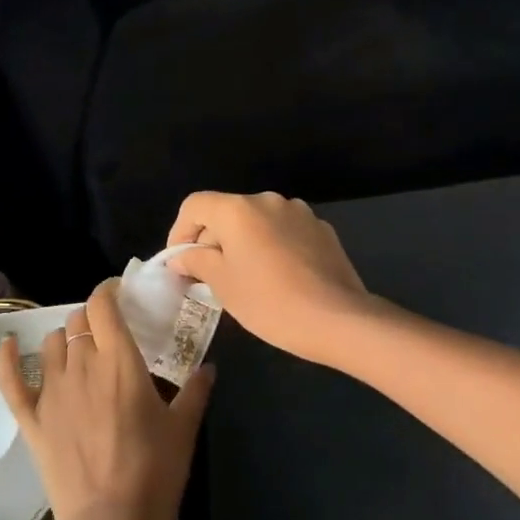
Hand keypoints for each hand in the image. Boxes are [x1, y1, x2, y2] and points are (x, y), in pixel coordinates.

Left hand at [0, 280, 213, 519]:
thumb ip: (195, 392)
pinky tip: (9, 345)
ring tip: (78, 352)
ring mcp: (51, 391)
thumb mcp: (183, 431)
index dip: (108, 291)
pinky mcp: (31, 419)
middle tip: (108, 334)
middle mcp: (81, 365)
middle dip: (92, 319)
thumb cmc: (153, 475)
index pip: (103, 305)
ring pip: (51, 344)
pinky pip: (11, 379)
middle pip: (78, 321)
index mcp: (120, 361)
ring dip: (65, 339)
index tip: (119, 294)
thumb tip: (209, 367)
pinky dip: (8, 358)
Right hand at [164, 191, 373, 366]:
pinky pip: (283, 231)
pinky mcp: (321, 229)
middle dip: (212, 240)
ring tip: (245, 277)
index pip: (195, 205)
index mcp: (237, 209)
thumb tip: (181, 256)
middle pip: (226, 212)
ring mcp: (298, 212)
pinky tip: (278, 277)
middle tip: (208, 277)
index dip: (180, 231)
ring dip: (243, 242)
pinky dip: (271, 246)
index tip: (181, 262)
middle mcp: (267, 200)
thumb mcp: (223, 285)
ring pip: (256, 222)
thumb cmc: (270, 302)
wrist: (339, 320)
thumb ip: (196, 261)